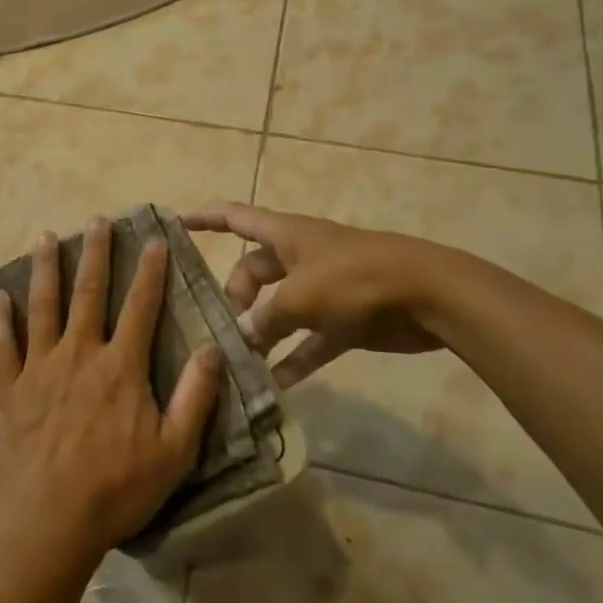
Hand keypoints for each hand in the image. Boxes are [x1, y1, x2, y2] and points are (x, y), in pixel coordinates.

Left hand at [0, 219, 222, 558]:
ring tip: (46, 237)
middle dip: (95, 254)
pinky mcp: (10, 390)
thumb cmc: (117, 488)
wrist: (50, 521)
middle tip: (97, 220)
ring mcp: (39, 369)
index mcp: (120, 367)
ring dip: (45, 270)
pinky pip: (1, 347)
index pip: (141, 307)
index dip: (150, 271)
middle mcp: (79, 354)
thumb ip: (195, 397)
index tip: (154, 239)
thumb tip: (212, 348)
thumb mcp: (174, 450)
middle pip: (88, 293)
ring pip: (43, 307)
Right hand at [180, 202, 445, 385]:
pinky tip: (277, 384)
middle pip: (253, 272)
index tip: (174, 225)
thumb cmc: (356, 278)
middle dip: (235, 297)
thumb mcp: (300, 296)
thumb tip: (241, 336)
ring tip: (240, 362)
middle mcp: (300, 258)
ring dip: (262, 333)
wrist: (428, 294)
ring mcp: (323, 289)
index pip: (235, 218)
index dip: (204, 219)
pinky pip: (310, 340)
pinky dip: (295, 358)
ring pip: (279, 309)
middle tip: (224, 330)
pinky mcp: (345, 320)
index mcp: (286, 235)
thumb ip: (265, 318)